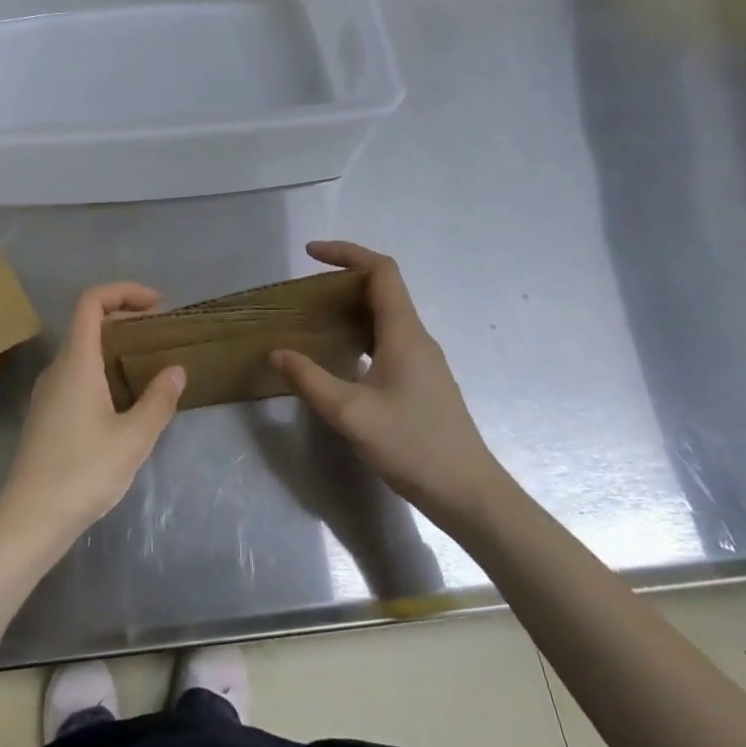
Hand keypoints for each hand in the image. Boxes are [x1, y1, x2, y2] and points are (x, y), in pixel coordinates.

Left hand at [0, 283, 185, 551]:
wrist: (29, 520)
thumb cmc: (83, 473)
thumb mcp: (133, 438)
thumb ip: (158, 400)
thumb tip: (175, 370)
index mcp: (76, 362)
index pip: (91, 302)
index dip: (124, 291)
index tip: (158, 305)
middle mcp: (57, 369)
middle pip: (87, 323)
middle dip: (125, 318)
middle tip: (160, 334)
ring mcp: (48, 393)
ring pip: (82, 351)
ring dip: (115, 347)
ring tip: (149, 364)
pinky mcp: (46, 415)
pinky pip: (76, 375)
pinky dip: (103, 370)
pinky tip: (124, 400)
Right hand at [273, 242, 506, 523]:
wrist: (468, 493)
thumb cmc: (412, 446)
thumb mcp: (350, 414)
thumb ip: (310, 379)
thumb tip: (277, 352)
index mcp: (404, 333)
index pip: (380, 271)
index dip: (346, 253)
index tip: (310, 254)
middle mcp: (417, 338)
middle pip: (383, 289)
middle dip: (343, 279)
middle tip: (305, 292)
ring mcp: (423, 360)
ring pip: (386, 316)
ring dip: (351, 308)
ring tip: (315, 319)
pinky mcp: (422, 381)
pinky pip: (388, 340)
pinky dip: (360, 333)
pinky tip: (340, 357)